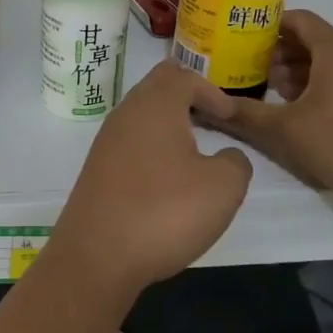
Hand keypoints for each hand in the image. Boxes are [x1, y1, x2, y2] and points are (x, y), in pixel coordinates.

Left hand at [49, 63, 252, 295]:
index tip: (232, 117)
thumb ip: (235, 162)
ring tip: (195, 149)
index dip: (213, 92)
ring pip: (142, 113)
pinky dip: (153, 145)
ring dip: (169, 122)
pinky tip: (167, 175)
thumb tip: (226, 156)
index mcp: (156, 104)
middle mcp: (126, 113)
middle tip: (214, 120)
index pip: (185, 76)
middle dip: (188, 96)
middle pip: (158, 85)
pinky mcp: (98, 168)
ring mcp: (107, 140)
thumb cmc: (165, 212)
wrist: (97, 255)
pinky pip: (131, 140)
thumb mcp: (223, 188)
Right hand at [205, 9, 332, 219]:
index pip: (297, 19)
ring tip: (269, 94)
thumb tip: (207, 104)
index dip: (266, 25)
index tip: (239, 39)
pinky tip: (301, 117)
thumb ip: (246, 114)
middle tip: (247, 70)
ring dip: (296, 74)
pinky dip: (317, 91)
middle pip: (311, 41)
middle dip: (277, 53)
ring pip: (327, 66)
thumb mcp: (287, 130)